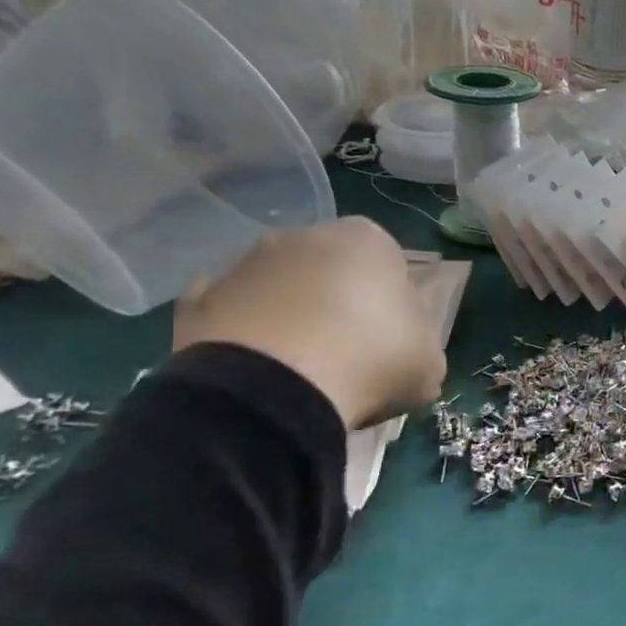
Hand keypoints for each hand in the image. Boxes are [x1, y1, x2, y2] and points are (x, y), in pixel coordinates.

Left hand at [173, 218, 445, 430]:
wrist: (274, 390)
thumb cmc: (372, 360)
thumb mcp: (430, 359)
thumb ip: (420, 339)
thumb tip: (404, 341)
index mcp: (368, 239)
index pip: (389, 264)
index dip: (393, 304)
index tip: (394, 339)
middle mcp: (304, 235)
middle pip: (331, 270)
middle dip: (339, 303)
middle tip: (350, 355)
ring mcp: (244, 263)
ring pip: (280, 288)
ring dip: (290, 317)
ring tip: (301, 371)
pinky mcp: (196, 299)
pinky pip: (233, 315)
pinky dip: (243, 335)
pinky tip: (258, 371)